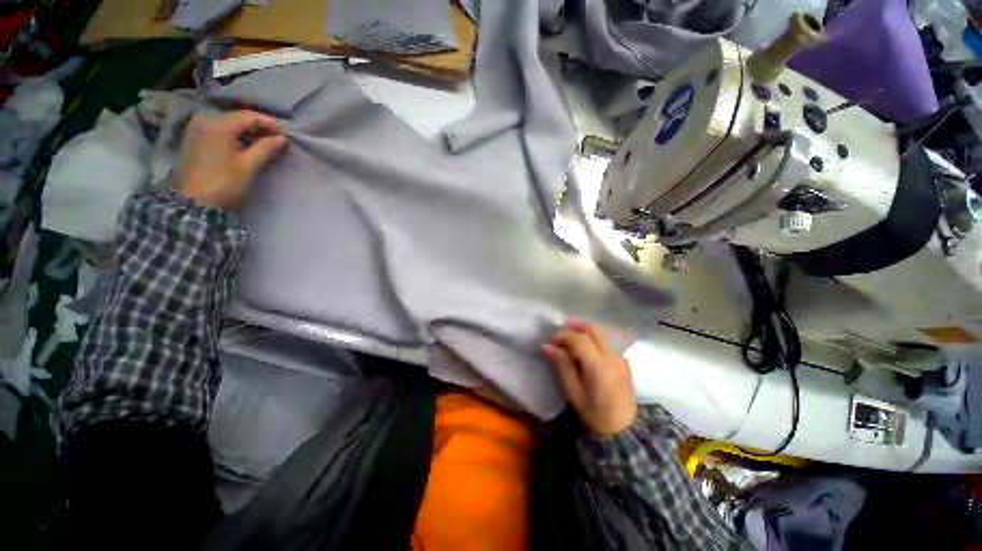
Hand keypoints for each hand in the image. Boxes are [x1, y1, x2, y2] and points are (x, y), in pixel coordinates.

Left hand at [176, 111, 287, 209]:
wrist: (193, 202)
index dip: (271, 125)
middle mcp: (206, 120)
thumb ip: (266, 148)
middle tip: (278, 142)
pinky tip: (246, 146)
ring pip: (230, 124)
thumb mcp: (249, 166)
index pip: (250, 117)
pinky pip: (220, 131)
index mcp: (219, 124)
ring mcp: (197, 128)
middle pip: (239, 118)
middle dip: (260, 129)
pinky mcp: (195, 139)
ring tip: (265, 145)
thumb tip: (282, 139)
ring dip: (248, 133)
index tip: (287, 137)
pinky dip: (236, 136)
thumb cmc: (223, 182)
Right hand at [542, 320, 636, 435]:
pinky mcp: (623, 361)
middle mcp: (612, 357)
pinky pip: (605, 343)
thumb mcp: (573, 392)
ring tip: (568, 340)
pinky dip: (591, 340)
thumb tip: (546, 346)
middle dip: (574, 327)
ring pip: (599, 334)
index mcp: (599, 366)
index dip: (563, 336)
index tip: (551, 343)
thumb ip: (562, 365)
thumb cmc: (594, 414)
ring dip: (582, 332)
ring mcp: (620, 357)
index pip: (579, 339)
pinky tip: (583, 352)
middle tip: (559, 333)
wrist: (624, 430)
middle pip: (592, 329)